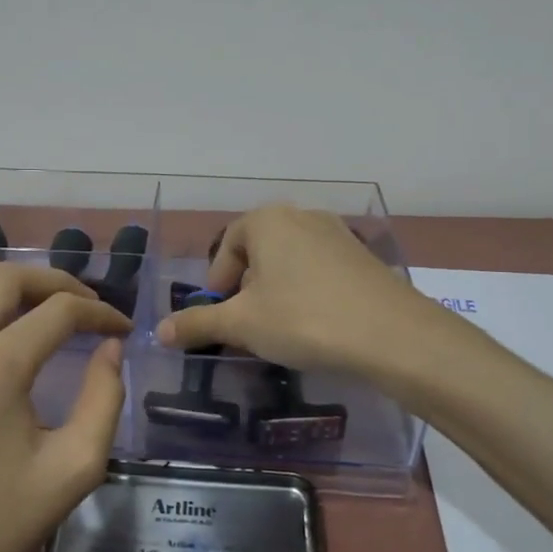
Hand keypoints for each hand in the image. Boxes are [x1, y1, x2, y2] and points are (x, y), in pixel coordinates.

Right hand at [155, 205, 458, 380]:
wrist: (392, 335)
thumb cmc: (303, 319)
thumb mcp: (242, 324)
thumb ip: (198, 323)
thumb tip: (160, 332)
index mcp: (267, 220)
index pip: (227, 248)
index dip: (217, 286)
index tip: (223, 320)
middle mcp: (302, 216)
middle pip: (258, 255)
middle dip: (247, 292)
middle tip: (249, 328)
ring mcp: (338, 234)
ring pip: (289, 265)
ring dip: (277, 295)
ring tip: (282, 332)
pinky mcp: (364, 258)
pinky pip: (319, 273)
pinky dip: (308, 296)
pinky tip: (316, 327)